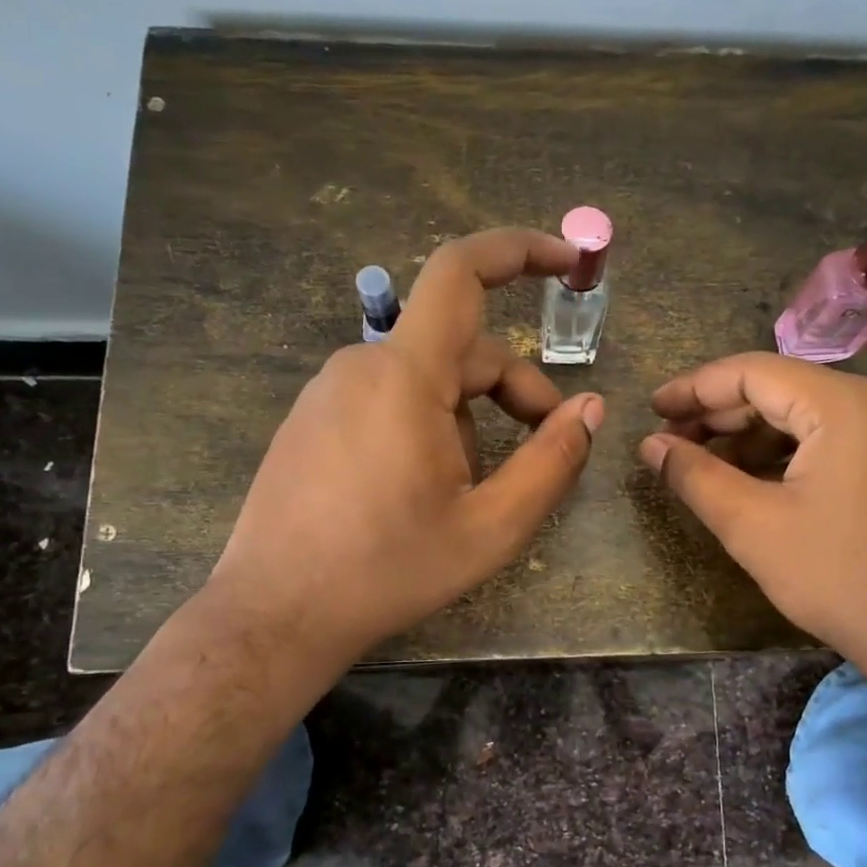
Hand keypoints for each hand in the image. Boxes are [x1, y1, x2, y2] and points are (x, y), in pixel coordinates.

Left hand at [204, 229, 603, 663]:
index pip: (460, 272)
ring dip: (472, 419)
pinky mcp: (313, 420)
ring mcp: (330, 392)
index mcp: (405, 376)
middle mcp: (362, 365)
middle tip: (548, 447)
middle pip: (461, 349)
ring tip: (476, 491)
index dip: (519, 251)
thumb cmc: (388, 570)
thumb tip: (591, 408)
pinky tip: (428, 490)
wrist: (275, 615)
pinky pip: (391, 400)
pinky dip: (431, 425)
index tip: (567, 260)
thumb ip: (552, 462)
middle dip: (515, 390)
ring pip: (428, 380)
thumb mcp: (491, 527)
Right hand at [640, 353, 866, 699]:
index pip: (754, 371)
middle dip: (723, 414)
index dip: (696, 387)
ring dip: (755, 434)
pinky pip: (841, 436)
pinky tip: (758, 476)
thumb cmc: (839, 579)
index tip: (654, 409)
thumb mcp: (752, 526)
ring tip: (707, 463)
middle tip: (673, 441)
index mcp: (847, 404)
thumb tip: (650, 444)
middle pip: (785, 388)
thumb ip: (694, 475)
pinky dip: (794, 450)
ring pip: (812, 413)